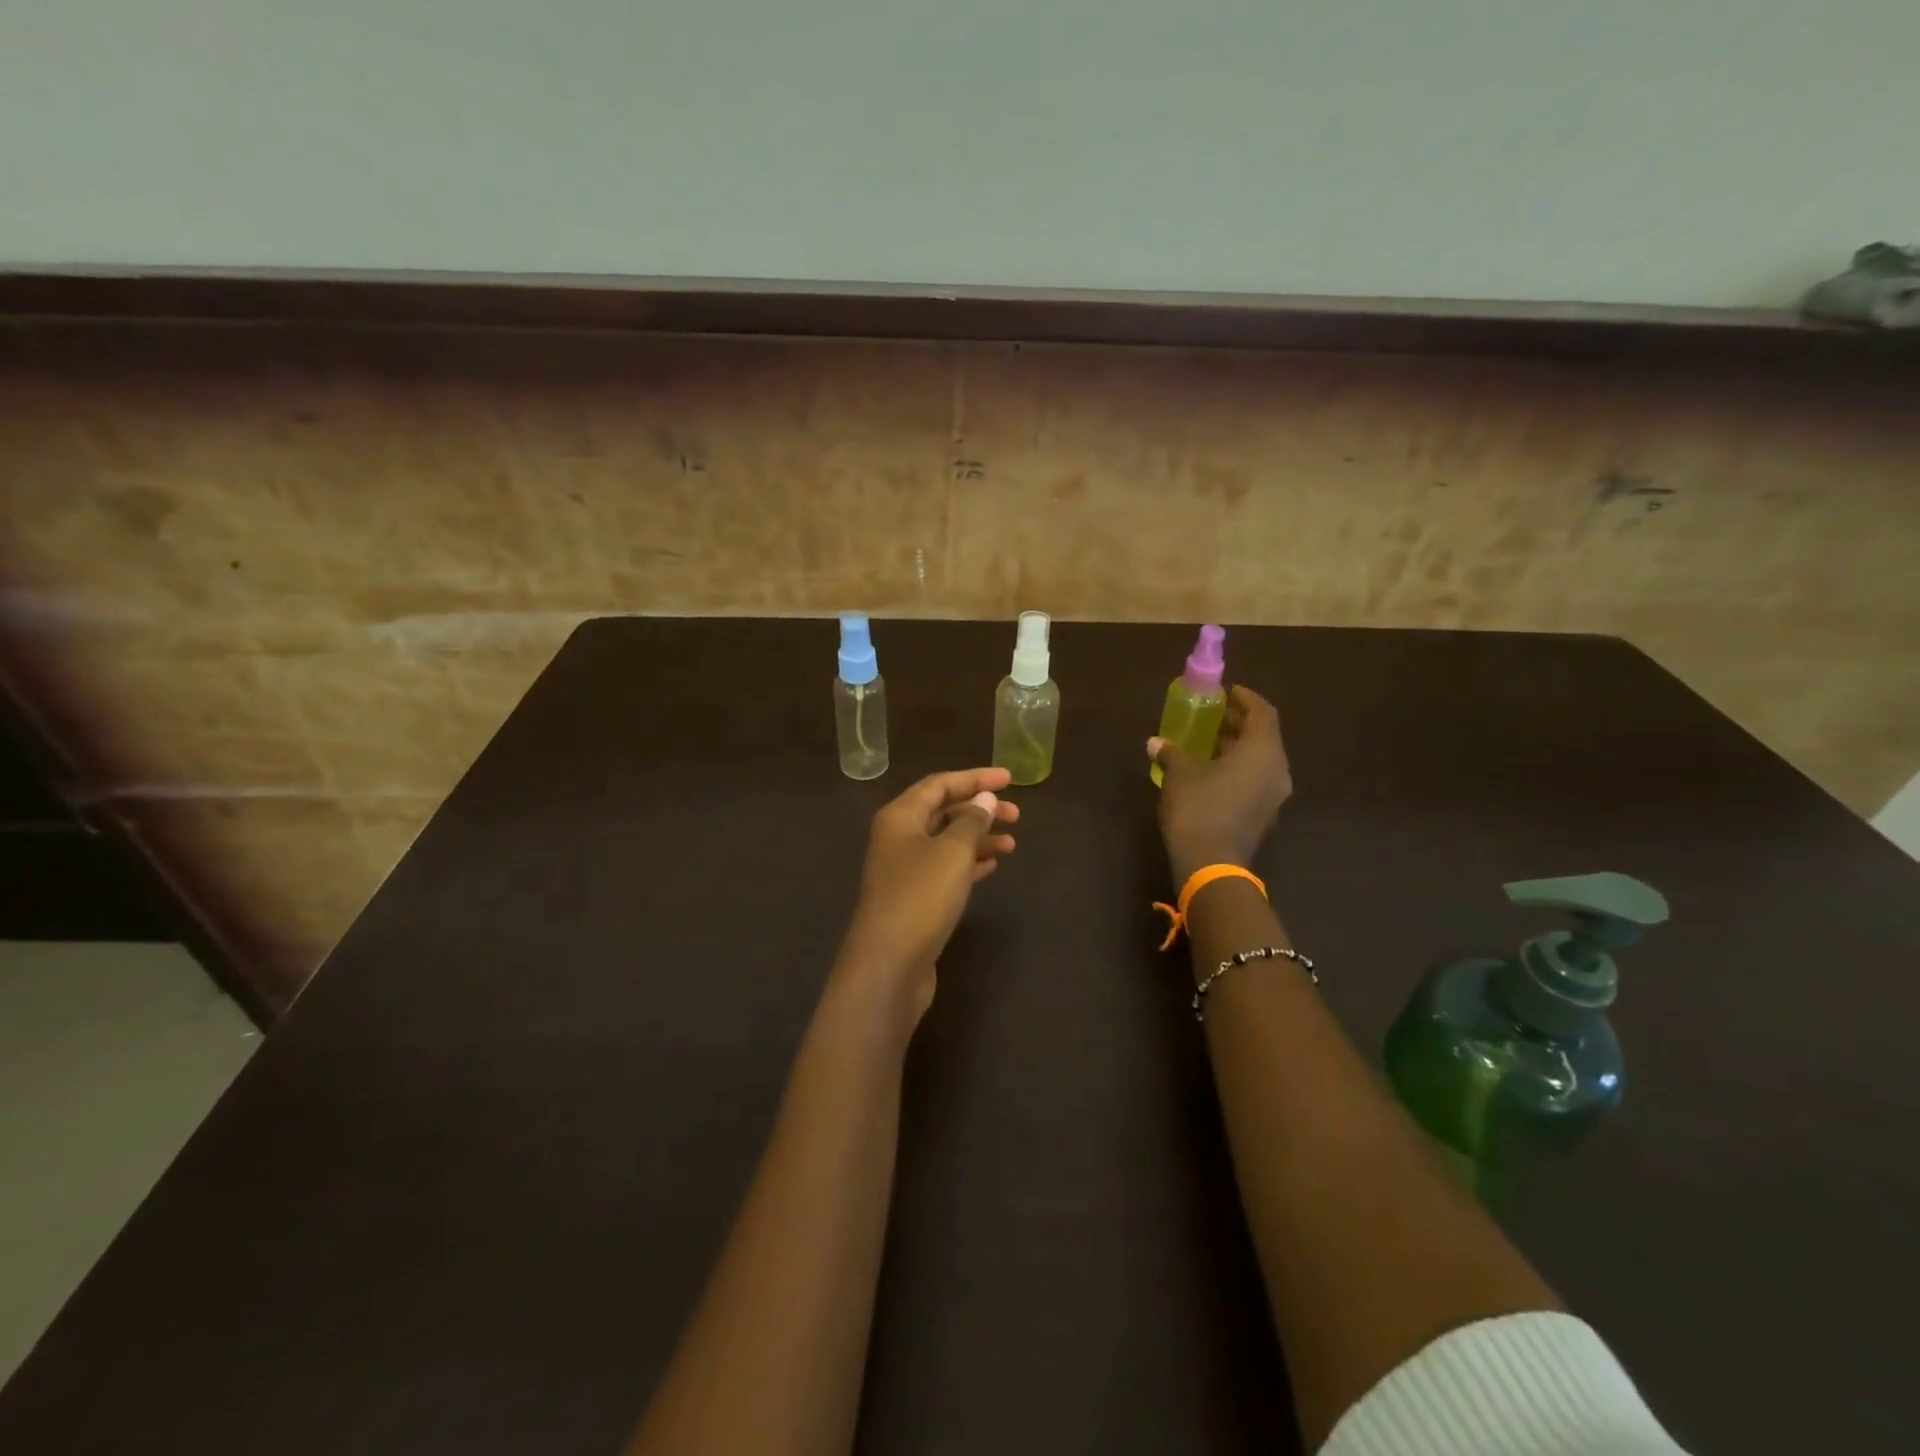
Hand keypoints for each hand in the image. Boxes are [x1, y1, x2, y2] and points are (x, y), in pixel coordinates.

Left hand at [837, 767, 1019, 1024]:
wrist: (889, 964)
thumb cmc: (921, 897)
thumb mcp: (953, 852)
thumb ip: (972, 821)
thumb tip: (985, 798)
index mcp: (900, 816)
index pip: (939, 784)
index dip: (975, 778)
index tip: (1010, 779)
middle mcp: (898, 837)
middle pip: (943, 811)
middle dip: (979, 809)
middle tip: (1016, 815)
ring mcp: (904, 869)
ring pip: (946, 841)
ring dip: (978, 837)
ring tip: (1013, 843)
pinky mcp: (914, 898)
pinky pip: (945, 868)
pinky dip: (969, 862)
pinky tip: (992, 865)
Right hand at [1150, 686, 1292, 883]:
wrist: (1211, 864)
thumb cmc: (1198, 808)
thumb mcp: (1179, 774)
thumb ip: (1172, 752)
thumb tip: (1155, 742)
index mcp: (1262, 751)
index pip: (1262, 712)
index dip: (1245, 698)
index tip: (1226, 692)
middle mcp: (1277, 769)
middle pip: (1264, 736)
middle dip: (1239, 723)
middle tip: (1213, 715)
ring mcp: (1274, 795)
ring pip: (1260, 760)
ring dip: (1238, 747)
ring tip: (1208, 742)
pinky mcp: (1265, 815)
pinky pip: (1256, 780)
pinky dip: (1238, 769)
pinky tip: (1212, 772)